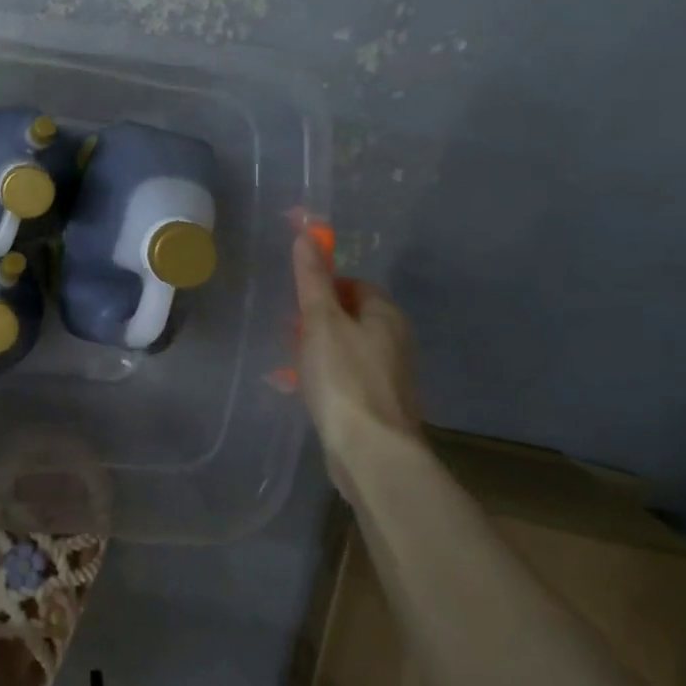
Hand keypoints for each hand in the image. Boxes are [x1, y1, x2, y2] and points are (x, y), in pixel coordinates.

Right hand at [292, 231, 421, 495]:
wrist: (370, 452)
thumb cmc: (344, 378)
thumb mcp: (320, 321)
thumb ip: (312, 279)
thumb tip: (307, 233)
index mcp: (386, 315)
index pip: (355, 284)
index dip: (324, 286)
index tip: (297, 302)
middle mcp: (395, 341)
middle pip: (350, 316)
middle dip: (317, 321)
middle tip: (290, 332)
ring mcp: (389, 375)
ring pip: (346, 348)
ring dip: (318, 351)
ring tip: (291, 363)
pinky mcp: (378, 404)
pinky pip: (346, 377)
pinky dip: (325, 378)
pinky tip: (304, 390)